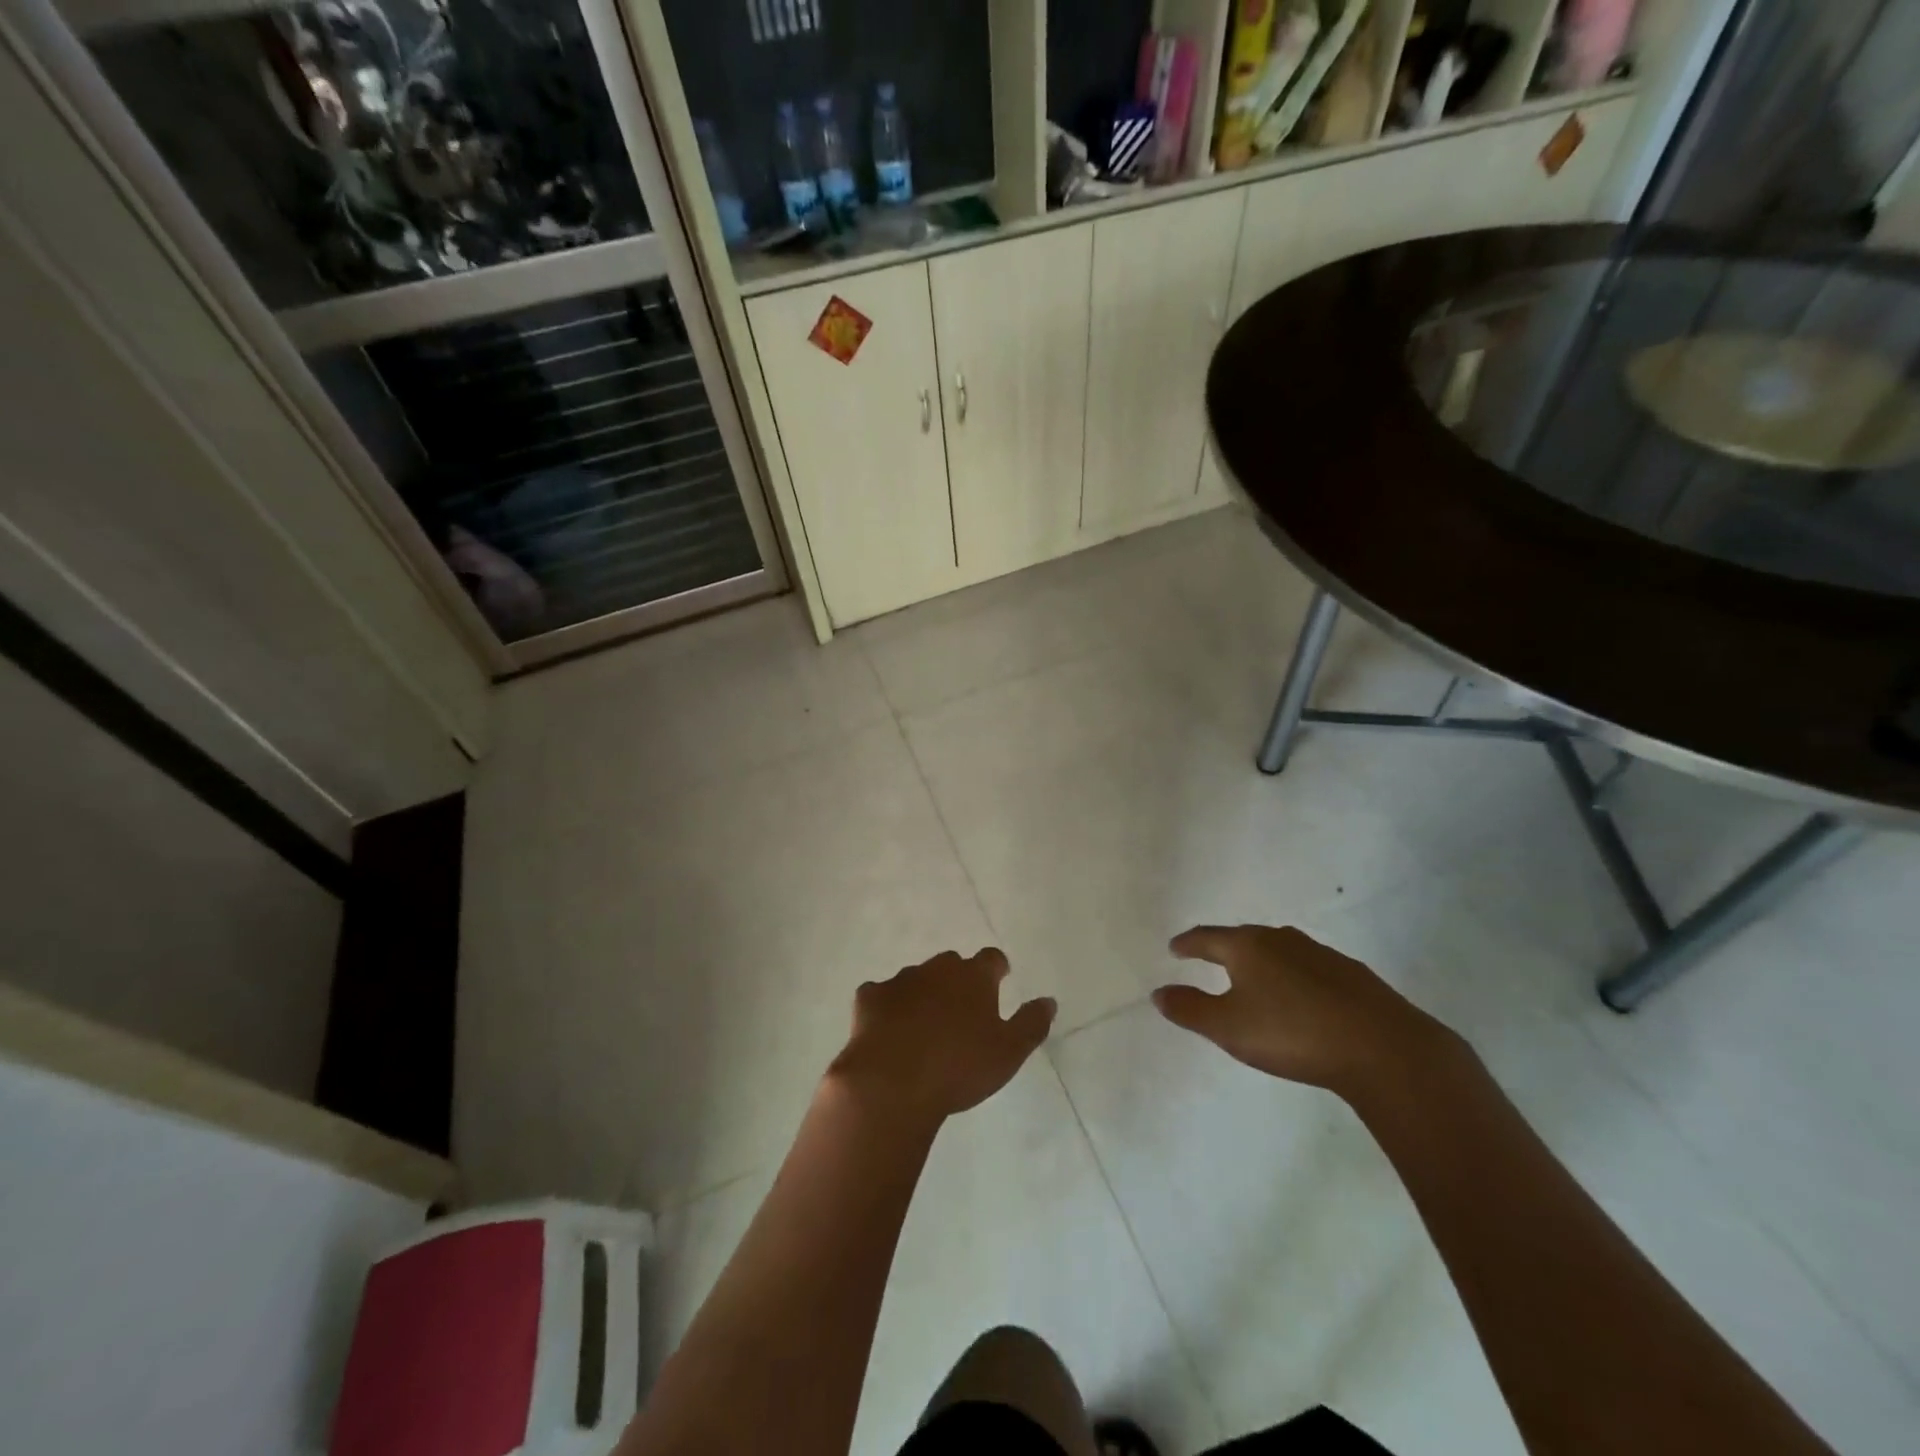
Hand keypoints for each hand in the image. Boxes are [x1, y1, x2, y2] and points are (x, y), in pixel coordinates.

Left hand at [828, 948, 1055, 1126]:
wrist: (891, 1082)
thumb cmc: (959, 1067)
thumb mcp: (1009, 1053)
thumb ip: (1031, 1023)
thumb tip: (1049, 1000)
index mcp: (974, 977)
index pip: (992, 959)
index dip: (997, 969)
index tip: (1000, 979)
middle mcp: (938, 969)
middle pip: (952, 965)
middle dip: (958, 980)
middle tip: (962, 1009)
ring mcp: (901, 980)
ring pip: (917, 979)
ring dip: (923, 994)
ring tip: (925, 1025)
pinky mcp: (870, 998)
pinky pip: (882, 995)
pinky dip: (887, 1007)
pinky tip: (887, 1029)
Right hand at [1152, 924, 1450, 1098]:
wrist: (1384, 1049)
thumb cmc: (1293, 1033)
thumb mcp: (1229, 1027)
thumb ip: (1190, 1009)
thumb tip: (1158, 992)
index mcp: (1248, 947)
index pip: (1208, 937)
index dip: (1188, 944)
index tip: (1175, 948)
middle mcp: (1282, 940)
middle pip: (1245, 938)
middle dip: (1225, 948)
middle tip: (1211, 958)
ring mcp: (1322, 955)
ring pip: (1281, 950)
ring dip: (1263, 961)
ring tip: (1255, 977)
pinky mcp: (1353, 976)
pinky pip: (1310, 968)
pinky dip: (1295, 977)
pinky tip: (1302, 997)